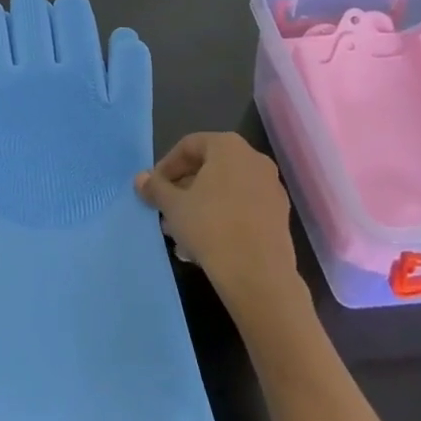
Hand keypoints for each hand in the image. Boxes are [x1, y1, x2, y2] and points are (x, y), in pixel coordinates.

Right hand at [136, 133, 301, 325]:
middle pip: (209, 168)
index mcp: (228, 146)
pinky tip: (203, 245)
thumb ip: (155, 188)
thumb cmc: (210, 226)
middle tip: (165, 211)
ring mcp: (270, 188)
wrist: (257, 274)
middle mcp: (254, 159)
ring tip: (180, 234)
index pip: (189, 146)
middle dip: (183, 190)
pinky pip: (242, 208)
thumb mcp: (173, 206)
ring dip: (200, 207)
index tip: (153, 189)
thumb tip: (140, 179)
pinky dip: (222, 219)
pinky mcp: (279, 216)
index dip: (166, 166)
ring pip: (225, 191)